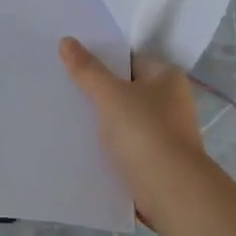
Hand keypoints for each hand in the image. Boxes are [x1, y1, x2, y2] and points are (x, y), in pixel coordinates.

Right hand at [59, 38, 211, 224]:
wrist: (172, 195)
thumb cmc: (146, 134)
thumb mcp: (110, 95)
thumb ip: (87, 69)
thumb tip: (66, 40)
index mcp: (167, 78)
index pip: (129, 60)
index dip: (102, 61)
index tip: (72, 64)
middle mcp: (171, 102)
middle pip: (126, 89)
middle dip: (98, 92)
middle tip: (63, 89)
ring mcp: (166, 134)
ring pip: (124, 120)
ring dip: (102, 122)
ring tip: (67, 117)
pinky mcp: (157, 162)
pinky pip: (126, 146)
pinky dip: (108, 147)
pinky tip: (82, 147)